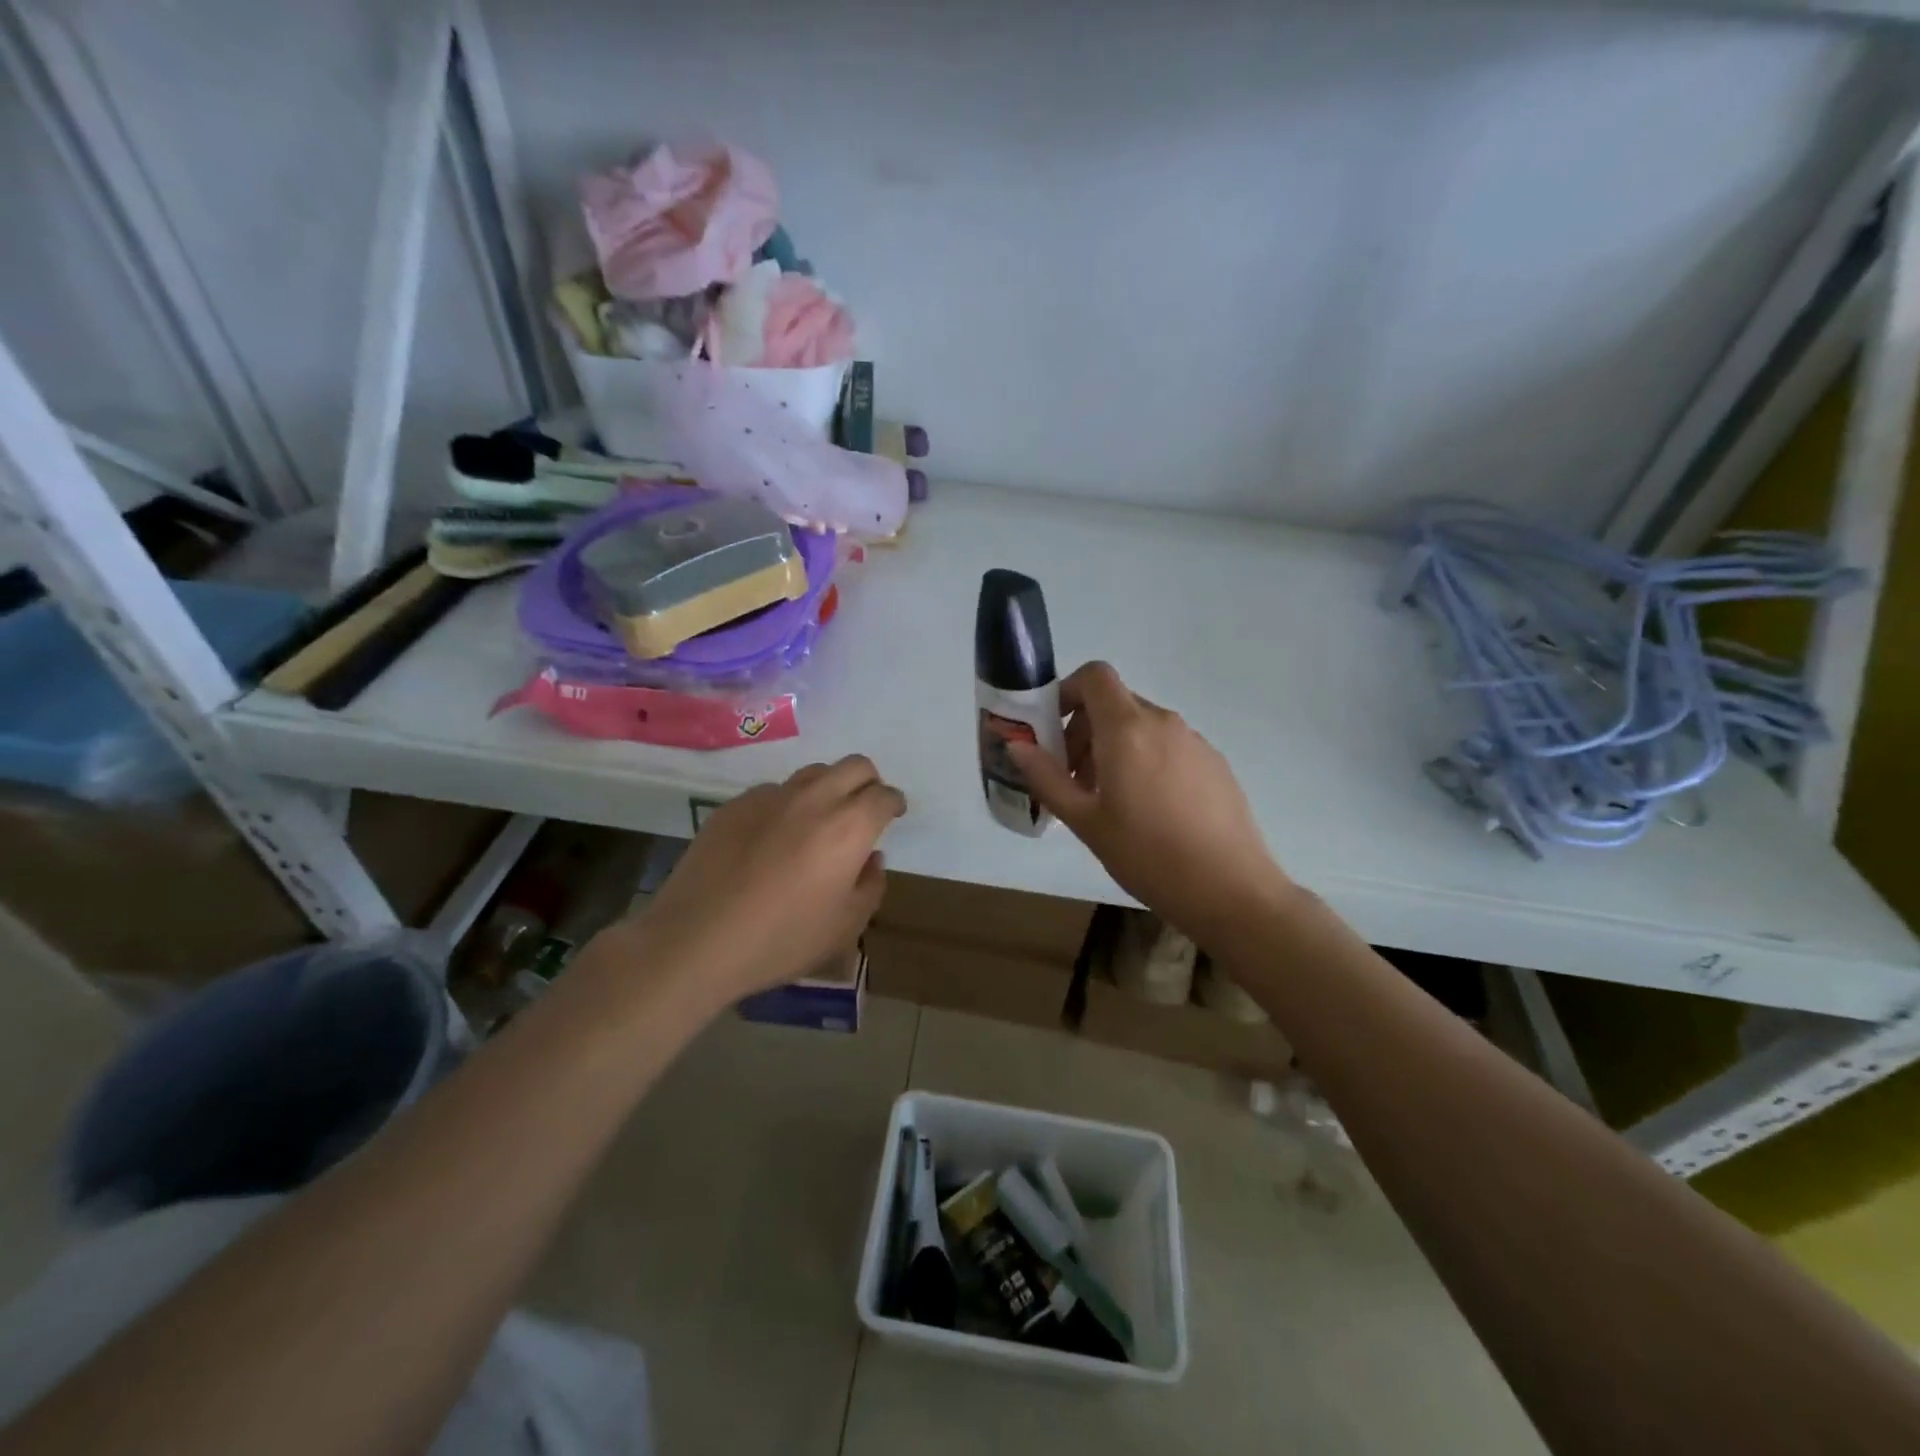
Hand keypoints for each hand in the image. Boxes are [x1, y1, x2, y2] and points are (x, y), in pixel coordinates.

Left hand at [634, 756, 905, 1006]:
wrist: (696, 940)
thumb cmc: (781, 939)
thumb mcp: (844, 927)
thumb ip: (870, 886)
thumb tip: (871, 858)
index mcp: (848, 827)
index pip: (884, 795)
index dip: (894, 802)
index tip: (893, 814)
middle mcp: (813, 799)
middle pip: (854, 765)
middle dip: (868, 782)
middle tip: (864, 810)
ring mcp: (770, 797)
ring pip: (813, 773)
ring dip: (828, 788)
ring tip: (819, 822)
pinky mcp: (734, 805)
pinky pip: (773, 793)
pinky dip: (786, 806)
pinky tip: (772, 840)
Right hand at [1009, 661, 1292, 944]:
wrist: (1230, 890)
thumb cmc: (1147, 854)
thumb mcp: (1084, 821)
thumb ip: (1047, 777)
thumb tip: (1017, 745)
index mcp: (1127, 728)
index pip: (1095, 676)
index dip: (1068, 692)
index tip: (1053, 731)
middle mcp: (1163, 722)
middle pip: (1115, 703)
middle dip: (1085, 731)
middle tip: (1074, 779)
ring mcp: (1194, 741)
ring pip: (1142, 726)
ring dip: (1114, 748)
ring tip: (1109, 801)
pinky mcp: (1215, 762)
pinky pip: (1168, 746)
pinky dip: (1145, 760)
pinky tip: (1149, 811)